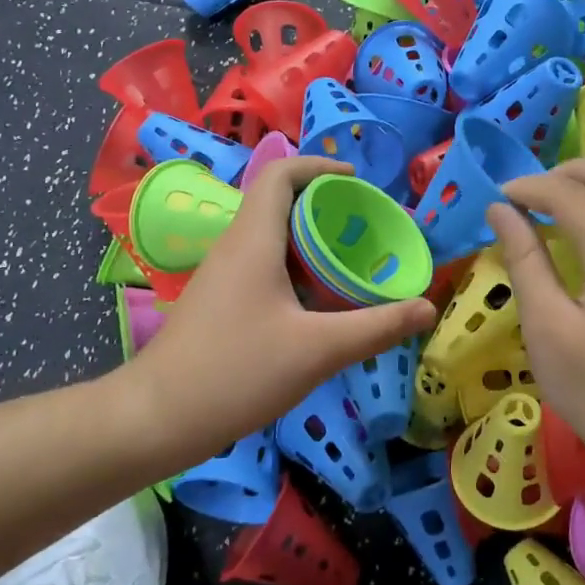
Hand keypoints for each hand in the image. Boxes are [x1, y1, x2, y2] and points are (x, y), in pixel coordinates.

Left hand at [126, 157, 436, 468]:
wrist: (157, 418)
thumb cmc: (236, 372)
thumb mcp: (318, 351)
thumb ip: (376, 327)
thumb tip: (428, 307)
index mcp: (254, 239)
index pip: (281, 174)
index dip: (320, 166)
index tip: (359, 182)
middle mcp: (235, 247)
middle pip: (281, 204)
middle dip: (327, 208)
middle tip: (369, 230)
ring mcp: (223, 276)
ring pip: (273, 239)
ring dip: (313, 243)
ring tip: (354, 265)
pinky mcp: (220, 303)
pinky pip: (263, 268)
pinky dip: (297, 271)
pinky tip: (321, 305)